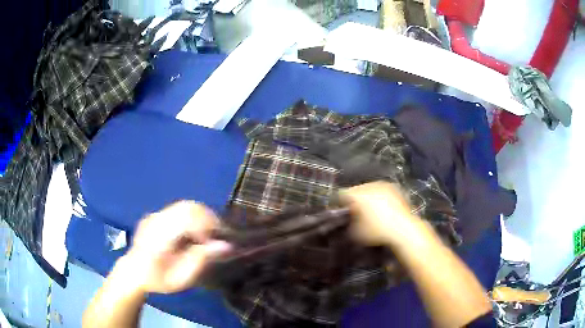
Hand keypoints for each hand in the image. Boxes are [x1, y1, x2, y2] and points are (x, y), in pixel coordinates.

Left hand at [122, 201, 231, 293]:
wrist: (133, 272)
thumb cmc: (158, 280)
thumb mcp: (180, 278)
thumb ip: (201, 260)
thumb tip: (226, 246)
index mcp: (159, 236)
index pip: (187, 218)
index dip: (208, 225)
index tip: (220, 241)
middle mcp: (156, 220)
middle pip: (188, 207)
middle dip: (209, 219)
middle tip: (218, 237)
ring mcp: (155, 215)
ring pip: (185, 205)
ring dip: (202, 217)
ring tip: (208, 235)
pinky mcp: (156, 214)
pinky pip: (180, 209)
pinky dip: (193, 218)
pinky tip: (194, 233)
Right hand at [340, 181, 421, 246]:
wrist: (403, 229)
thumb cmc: (377, 232)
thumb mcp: (356, 234)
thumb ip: (348, 225)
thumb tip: (347, 222)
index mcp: (356, 195)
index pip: (340, 194)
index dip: (338, 203)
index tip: (340, 212)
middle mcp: (368, 185)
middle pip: (355, 190)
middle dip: (354, 200)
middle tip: (355, 212)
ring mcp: (382, 185)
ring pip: (369, 189)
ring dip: (367, 197)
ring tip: (370, 210)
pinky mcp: (394, 188)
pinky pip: (381, 191)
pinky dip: (379, 197)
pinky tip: (382, 208)